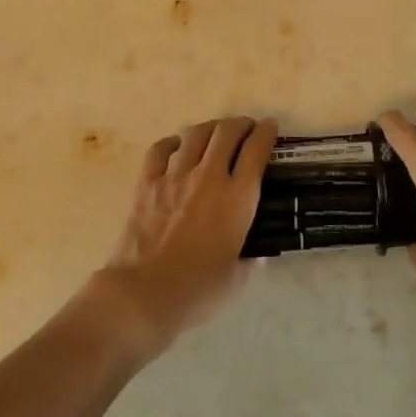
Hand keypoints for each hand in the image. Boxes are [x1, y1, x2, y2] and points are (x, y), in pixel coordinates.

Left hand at [85, 116, 276, 357]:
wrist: (144, 292)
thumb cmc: (197, 290)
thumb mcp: (237, 278)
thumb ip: (250, 262)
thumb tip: (257, 256)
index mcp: (238, 198)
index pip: (256, 151)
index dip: (266, 133)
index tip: (270, 127)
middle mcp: (209, 177)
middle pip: (226, 133)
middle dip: (240, 124)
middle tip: (245, 128)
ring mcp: (174, 176)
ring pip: (195, 134)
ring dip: (210, 128)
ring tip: (215, 133)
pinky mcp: (147, 183)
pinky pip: (160, 150)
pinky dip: (172, 143)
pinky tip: (176, 147)